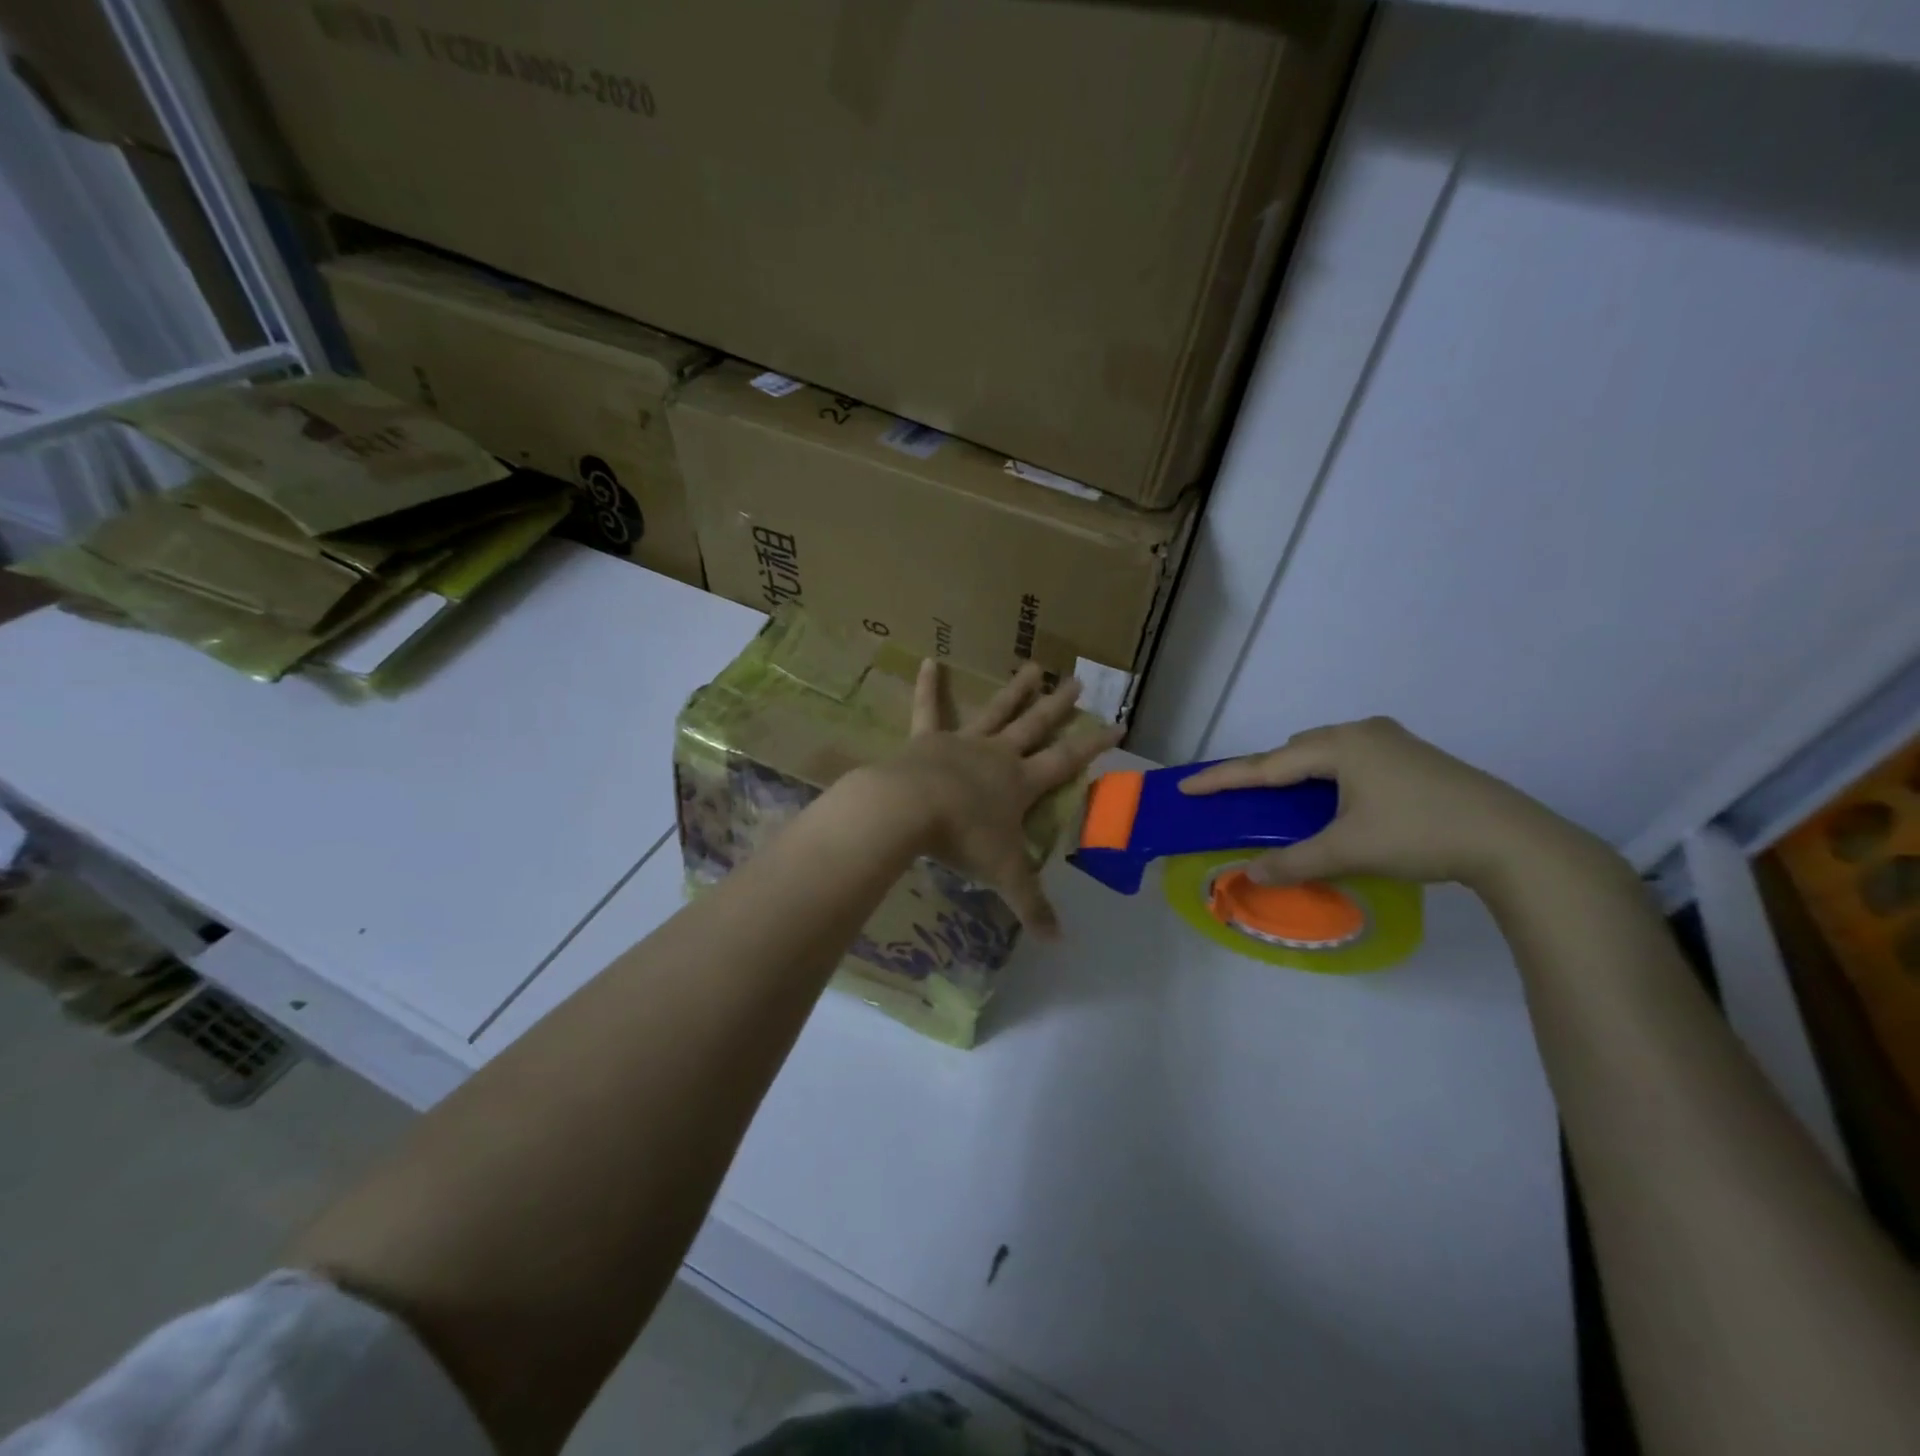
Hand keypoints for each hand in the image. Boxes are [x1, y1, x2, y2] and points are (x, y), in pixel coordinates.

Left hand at [855, 661, 1121, 937]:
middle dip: (1058, 706)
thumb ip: (1031, 904)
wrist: (911, 809)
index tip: (1118, 723)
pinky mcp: (928, 739)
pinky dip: (929, 686)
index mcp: (1021, 782)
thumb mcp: (1003, 874)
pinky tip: (928, 660)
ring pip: (996, 712)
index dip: (1094, 744)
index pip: (1067, 761)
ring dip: (1015, 690)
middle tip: (1077, 681)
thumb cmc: (963, 839)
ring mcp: (963, 742)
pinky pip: (929, 709)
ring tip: (1033, 666)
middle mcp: (998, 755)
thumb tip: (1058, 941)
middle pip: (1036, 726)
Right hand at [1180, 717, 1598, 894]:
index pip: (1266, 765)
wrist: (1513, 840)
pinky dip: (1330, 777)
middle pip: (1295, 751)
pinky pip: (1352, 759)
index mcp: (1340, 746)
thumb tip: (1249, 875)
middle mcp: (1362, 732)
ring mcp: (1392, 740)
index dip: (1223, 779)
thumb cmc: (1420, 835)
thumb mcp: (1349, 851)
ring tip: (1288, 806)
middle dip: (1265, 775)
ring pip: (1326, 753)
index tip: (1187, 786)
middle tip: (1243, 801)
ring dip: (1300, 775)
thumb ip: (1293, 862)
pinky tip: (1336, 801)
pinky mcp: (1413, 756)